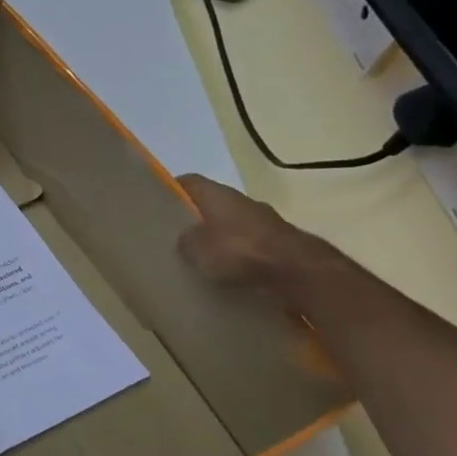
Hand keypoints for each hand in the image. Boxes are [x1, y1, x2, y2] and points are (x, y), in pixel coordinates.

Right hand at [176, 174, 331, 291]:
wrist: (298, 271)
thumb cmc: (238, 250)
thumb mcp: (195, 248)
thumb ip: (184, 240)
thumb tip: (186, 239)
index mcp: (218, 193)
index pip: (189, 182)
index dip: (172, 190)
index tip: (158, 205)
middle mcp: (242, 200)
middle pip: (212, 204)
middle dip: (197, 218)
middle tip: (179, 237)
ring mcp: (265, 221)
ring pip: (233, 225)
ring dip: (221, 239)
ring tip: (205, 260)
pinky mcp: (281, 243)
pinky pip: (251, 245)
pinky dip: (240, 256)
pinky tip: (230, 273)